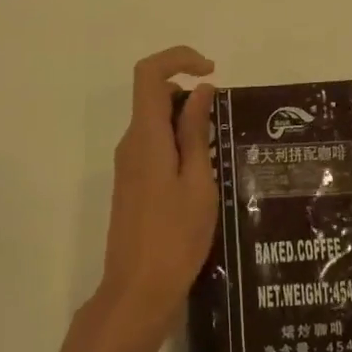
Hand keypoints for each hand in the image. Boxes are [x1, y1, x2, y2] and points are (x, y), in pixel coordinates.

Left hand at [95, 48, 218, 331]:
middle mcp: (130, 142)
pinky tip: (203, 176)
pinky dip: (178, 144)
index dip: (178, 59)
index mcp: (145, 136)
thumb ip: (195, 131)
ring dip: (186, 123)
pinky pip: (154, 145)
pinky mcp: (131, 183)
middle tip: (223, 124)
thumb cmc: (175, 237)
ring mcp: (127, 164)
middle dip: (189, 96)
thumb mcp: (197, 181)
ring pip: (155, 122)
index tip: (211, 72)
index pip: (149, 73)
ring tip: (219, 155)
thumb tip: (200, 90)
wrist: (137, 293)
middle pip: (154, 95)